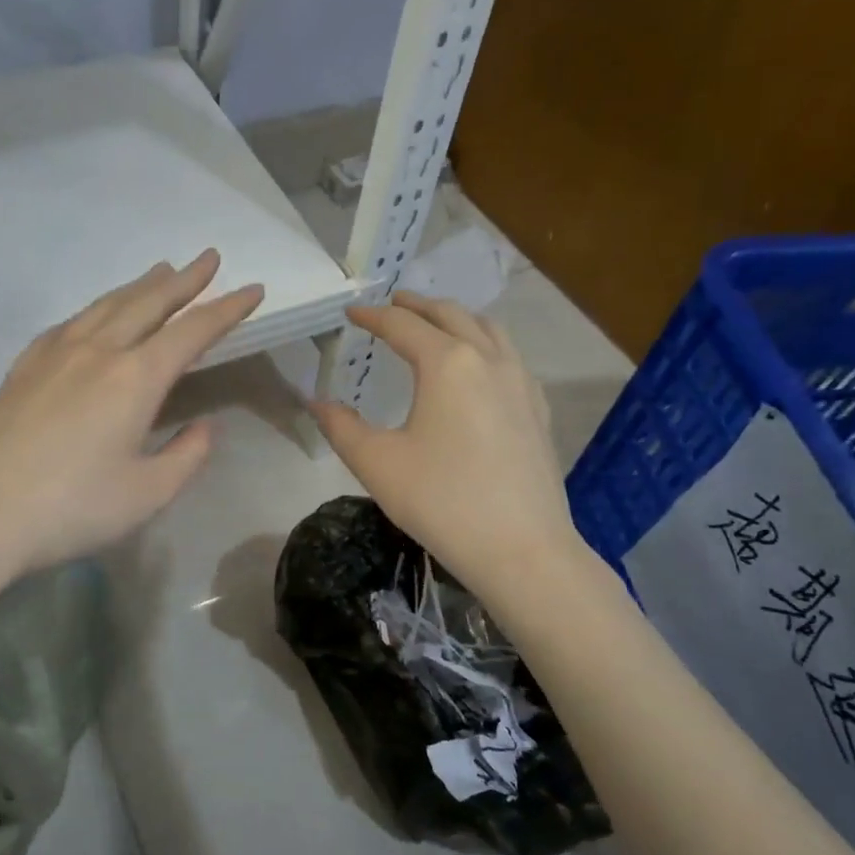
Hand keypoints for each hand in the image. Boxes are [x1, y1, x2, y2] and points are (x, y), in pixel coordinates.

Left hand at [0, 251, 262, 580]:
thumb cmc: (72, 510)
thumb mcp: (147, 494)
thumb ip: (186, 455)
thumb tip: (204, 426)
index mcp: (134, 379)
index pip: (192, 332)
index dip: (227, 309)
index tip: (253, 290)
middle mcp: (97, 352)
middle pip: (148, 303)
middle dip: (184, 280)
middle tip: (208, 258)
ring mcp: (54, 355)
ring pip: (106, 306)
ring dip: (139, 287)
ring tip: (161, 271)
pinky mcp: (23, 368)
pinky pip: (68, 324)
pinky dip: (95, 310)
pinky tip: (94, 316)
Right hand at [310, 291, 586, 597]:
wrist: (521, 549)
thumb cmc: (441, 500)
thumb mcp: (377, 463)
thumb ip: (341, 427)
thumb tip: (317, 402)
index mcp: (447, 363)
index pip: (403, 325)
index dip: (373, 315)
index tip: (351, 312)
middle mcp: (488, 359)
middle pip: (451, 315)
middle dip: (417, 305)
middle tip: (392, 304)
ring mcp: (521, 383)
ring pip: (489, 330)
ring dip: (456, 319)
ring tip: (435, 325)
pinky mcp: (537, 410)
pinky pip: (510, 357)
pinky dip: (485, 344)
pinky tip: (478, 369)